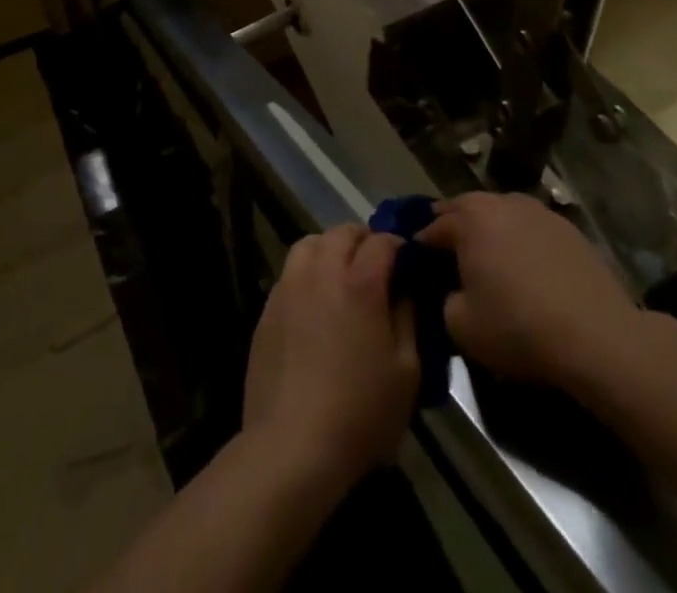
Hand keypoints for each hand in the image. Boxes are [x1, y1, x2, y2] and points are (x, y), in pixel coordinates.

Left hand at [241, 224, 418, 492]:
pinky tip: (315, 303)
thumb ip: (408, 319)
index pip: (382, 241)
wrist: (292, 445)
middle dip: (364, 241)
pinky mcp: (268, 306)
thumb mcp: (407, 372)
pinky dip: (307, 272)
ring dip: (330, 249)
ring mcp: (290, 286)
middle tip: (376, 267)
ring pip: (310, 243)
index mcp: (360, 282)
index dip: (399, 246)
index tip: (408, 263)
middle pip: (343, 232)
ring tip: (341, 276)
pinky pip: (291, 271)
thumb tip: (406, 290)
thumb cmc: (360, 412)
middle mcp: (322, 271)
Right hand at [417, 192, 640, 390]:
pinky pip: (529, 227)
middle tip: (448, 257)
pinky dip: (520, 240)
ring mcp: (536, 210)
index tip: (417, 267)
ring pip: (499, 213)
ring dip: (488, 230)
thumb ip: (443, 299)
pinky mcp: (566, 227)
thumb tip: (452, 290)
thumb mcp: (460, 326)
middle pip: (464, 209)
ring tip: (489, 260)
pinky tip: (526, 267)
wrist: (597, 337)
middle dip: (452, 228)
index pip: (431, 227)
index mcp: (468, 220)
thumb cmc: (519, 327)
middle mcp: (499, 203)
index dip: (420, 247)